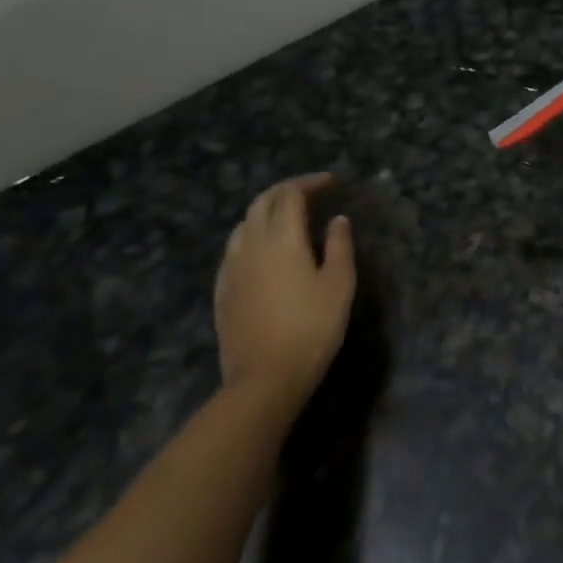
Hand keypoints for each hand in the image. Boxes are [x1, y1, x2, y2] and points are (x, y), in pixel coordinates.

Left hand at [215, 173, 355, 412]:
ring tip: (287, 217)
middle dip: (286, 190)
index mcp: (282, 238)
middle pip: (262, 202)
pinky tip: (263, 251)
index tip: (332, 182)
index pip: (291, 194)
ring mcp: (231, 268)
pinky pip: (234, 249)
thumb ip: (339, 246)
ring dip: (266, 211)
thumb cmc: (311, 328)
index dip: (311, 183)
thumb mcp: (339, 284)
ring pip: (244, 224)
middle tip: (310, 192)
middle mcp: (251, 245)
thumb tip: (337, 219)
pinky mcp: (222, 291)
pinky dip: (252, 236)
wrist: (264, 379)